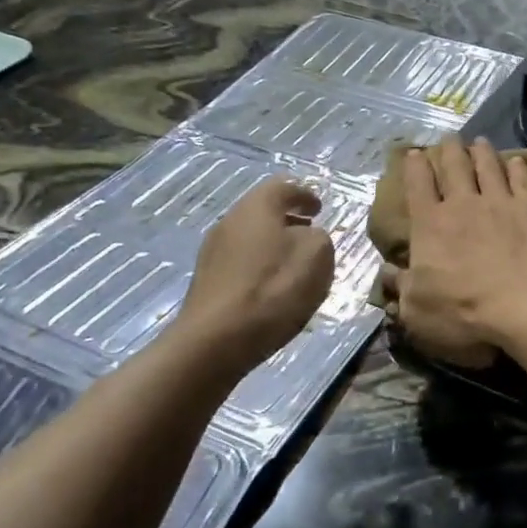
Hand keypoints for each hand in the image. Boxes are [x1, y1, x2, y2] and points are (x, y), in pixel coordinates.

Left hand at [172, 179, 334, 371]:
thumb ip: (319, 237)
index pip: (283, 186)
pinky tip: (273, 287)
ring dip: (274, 244)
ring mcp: (213, 252)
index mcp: (257, 207)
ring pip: (251, 237)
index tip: (319, 208)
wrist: (216, 340)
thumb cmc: (274, 289)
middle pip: (263, 211)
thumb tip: (307, 237)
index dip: (304, 194)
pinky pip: (241, 262)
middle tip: (310, 232)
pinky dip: (261, 265)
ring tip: (295, 263)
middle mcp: (230, 221)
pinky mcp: (207, 281)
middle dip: (288, 219)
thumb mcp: (317, 256)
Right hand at [395, 138, 526, 363]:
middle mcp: (463, 204)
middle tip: (449, 137)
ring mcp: (500, 202)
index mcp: (430, 226)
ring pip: (488, 166)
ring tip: (479, 141)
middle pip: (455, 167)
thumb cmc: (464, 312)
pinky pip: (522, 180)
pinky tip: (517, 162)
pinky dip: (517, 168)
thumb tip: (386, 273)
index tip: (414, 153)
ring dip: (482, 152)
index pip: (418, 186)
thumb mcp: (416, 311)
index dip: (414, 167)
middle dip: (450, 150)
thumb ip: (401, 289)